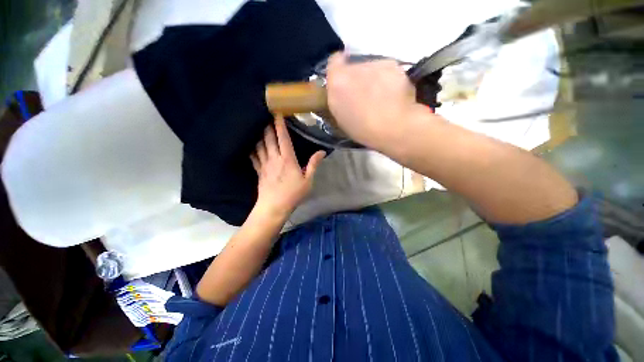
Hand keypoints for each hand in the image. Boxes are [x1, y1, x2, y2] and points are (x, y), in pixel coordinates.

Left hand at [250, 115, 325, 218]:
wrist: (274, 207)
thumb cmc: (293, 194)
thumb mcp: (308, 180)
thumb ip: (313, 164)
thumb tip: (322, 151)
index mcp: (288, 159)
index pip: (283, 138)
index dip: (279, 125)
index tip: (277, 113)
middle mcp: (274, 158)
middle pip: (269, 138)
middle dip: (268, 126)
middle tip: (266, 117)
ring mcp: (265, 164)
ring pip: (260, 146)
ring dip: (260, 136)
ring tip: (259, 128)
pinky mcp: (259, 171)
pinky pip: (254, 157)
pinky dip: (252, 150)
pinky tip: (251, 146)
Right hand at [326, 52, 432, 149]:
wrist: (393, 126)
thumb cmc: (363, 130)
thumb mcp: (342, 118)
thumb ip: (340, 99)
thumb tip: (344, 91)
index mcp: (337, 82)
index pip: (334, 62)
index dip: (340, 69)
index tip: (345, 80)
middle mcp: (354, 67)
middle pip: (355, 66)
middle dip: (359, 78)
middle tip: (365, 95)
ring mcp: (375, 64)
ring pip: (372, 68)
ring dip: (374, 79)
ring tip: (382, 98)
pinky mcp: (393, 65)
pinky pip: (388, 70)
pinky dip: (390, 80)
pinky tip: (394, 95)